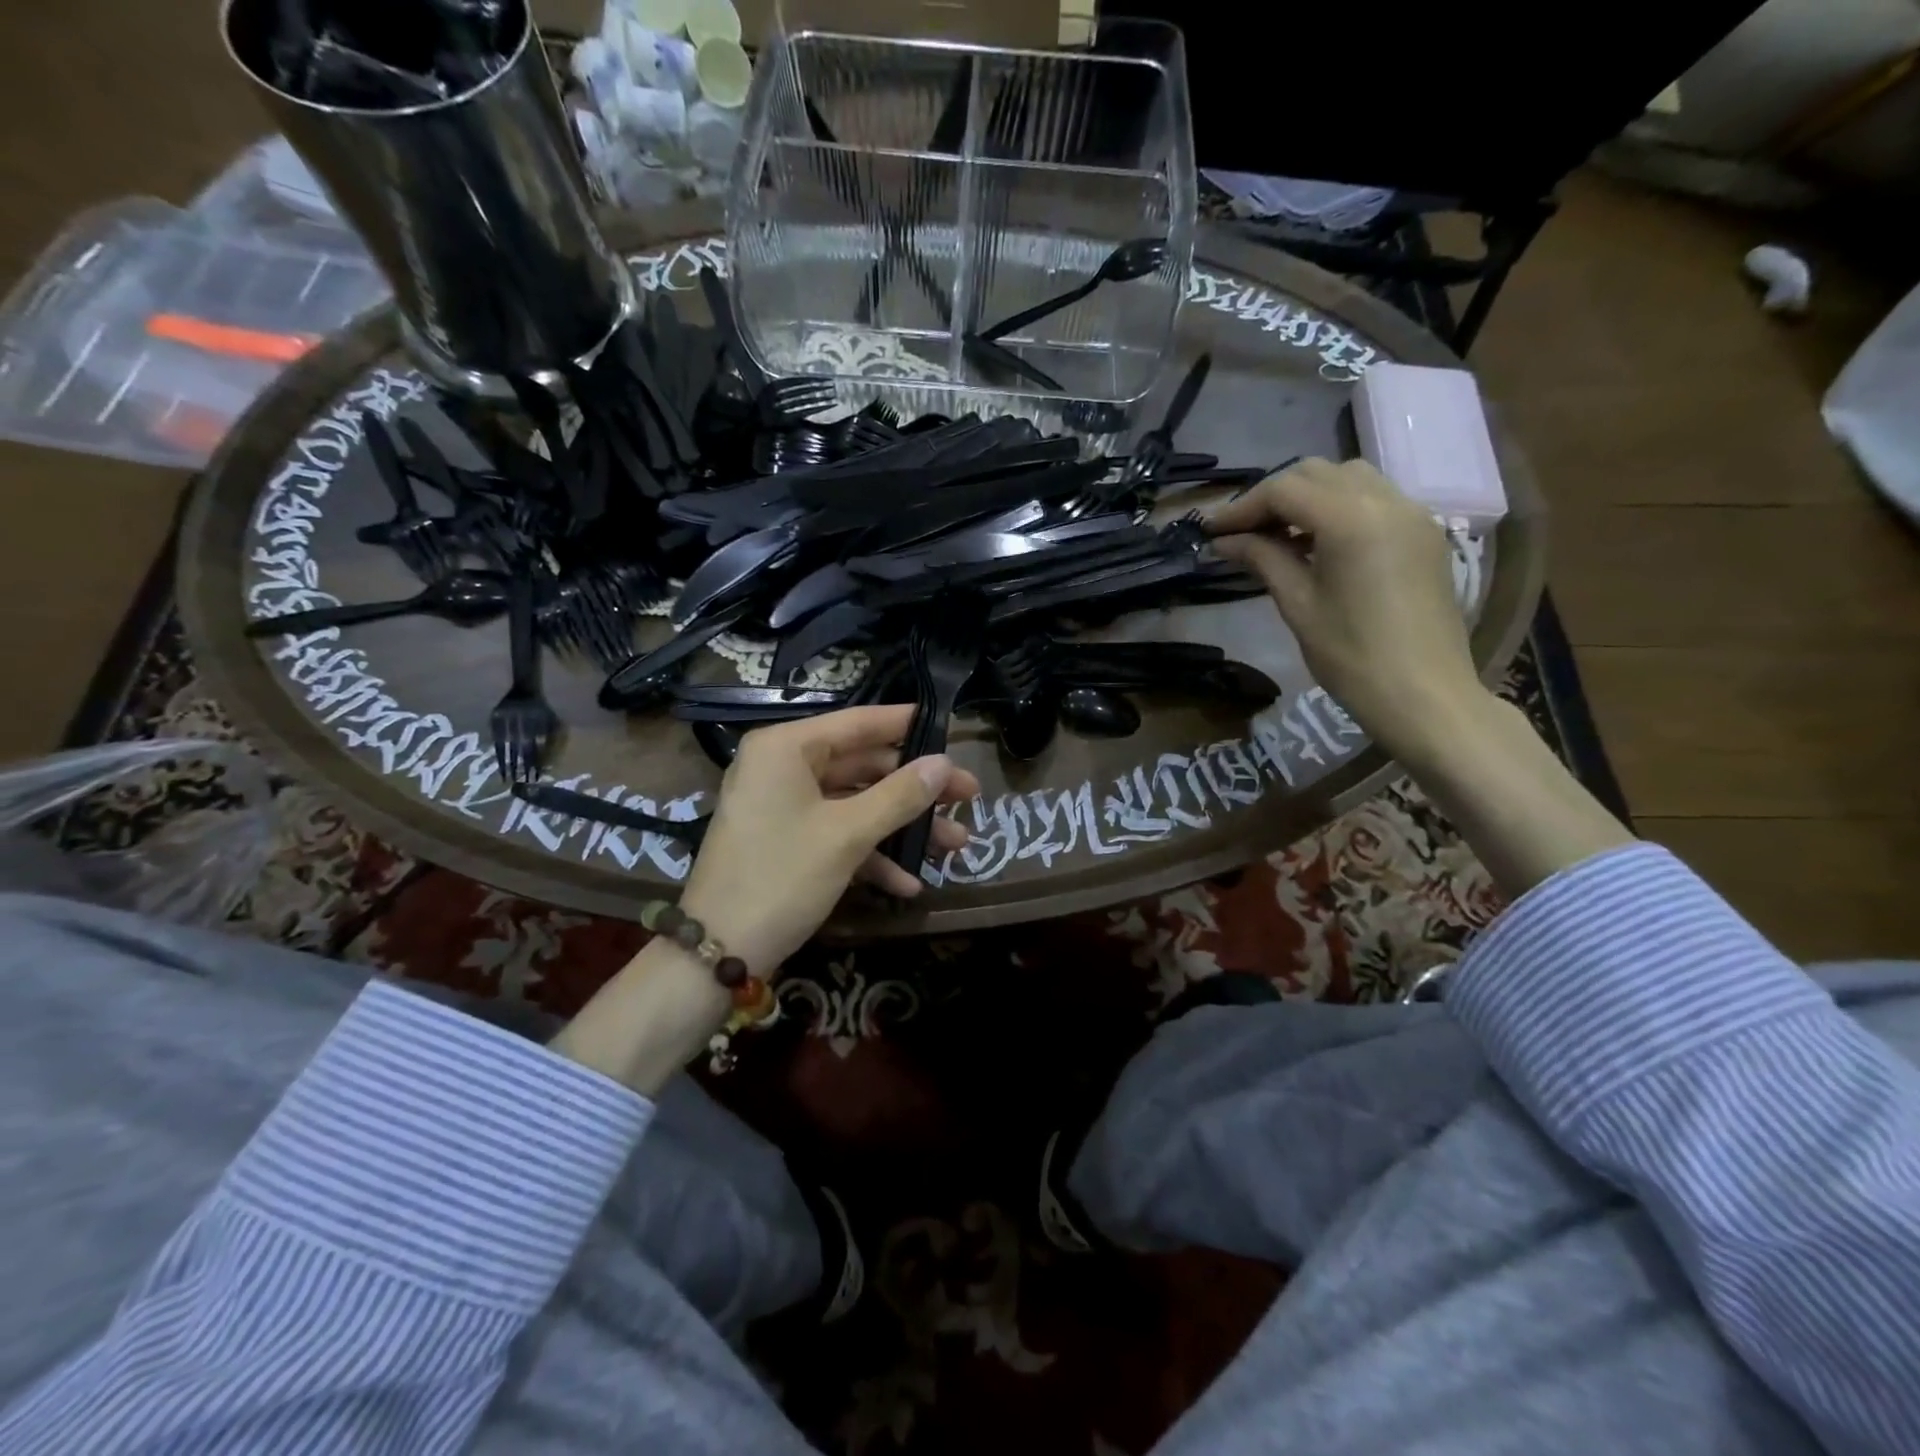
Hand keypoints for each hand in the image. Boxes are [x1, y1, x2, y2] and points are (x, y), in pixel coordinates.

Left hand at [678, 705, 981, 974]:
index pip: (858, 723)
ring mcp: (783, 807)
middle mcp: (782, 768)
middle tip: (968, 797)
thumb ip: (900, 795)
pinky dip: (871, 854)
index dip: (908, 726)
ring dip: (902, 826)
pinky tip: (908, 883)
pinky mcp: (786, 842)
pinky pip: (836, 834)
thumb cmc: (782, 877)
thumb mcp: (847, 834)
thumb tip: (945, 763)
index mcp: (786, 748)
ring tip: (955, 845)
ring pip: (855, 804)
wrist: (717, 953)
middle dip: (915, 789)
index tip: (952, 730)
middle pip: (862, 766)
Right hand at [1207, 458, 1484, 759]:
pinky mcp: (1423, 533)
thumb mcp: (1298, 604)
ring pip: (1348, 479)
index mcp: (1351, 519)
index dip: (1242, 507)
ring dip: (1307, 497)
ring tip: (1278, 535)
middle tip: (1240, 532)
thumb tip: (1224, 541)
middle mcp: (1386, 501)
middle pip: (1316, 473)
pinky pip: (1374, 499)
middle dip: (1272, 496)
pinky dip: (1338, 507)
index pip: (1284, 490)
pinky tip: (1317, 543)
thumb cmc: (1351, 656)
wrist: (1424, 694)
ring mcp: (1412, 514)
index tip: (1211, 531)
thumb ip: (1262, 559)